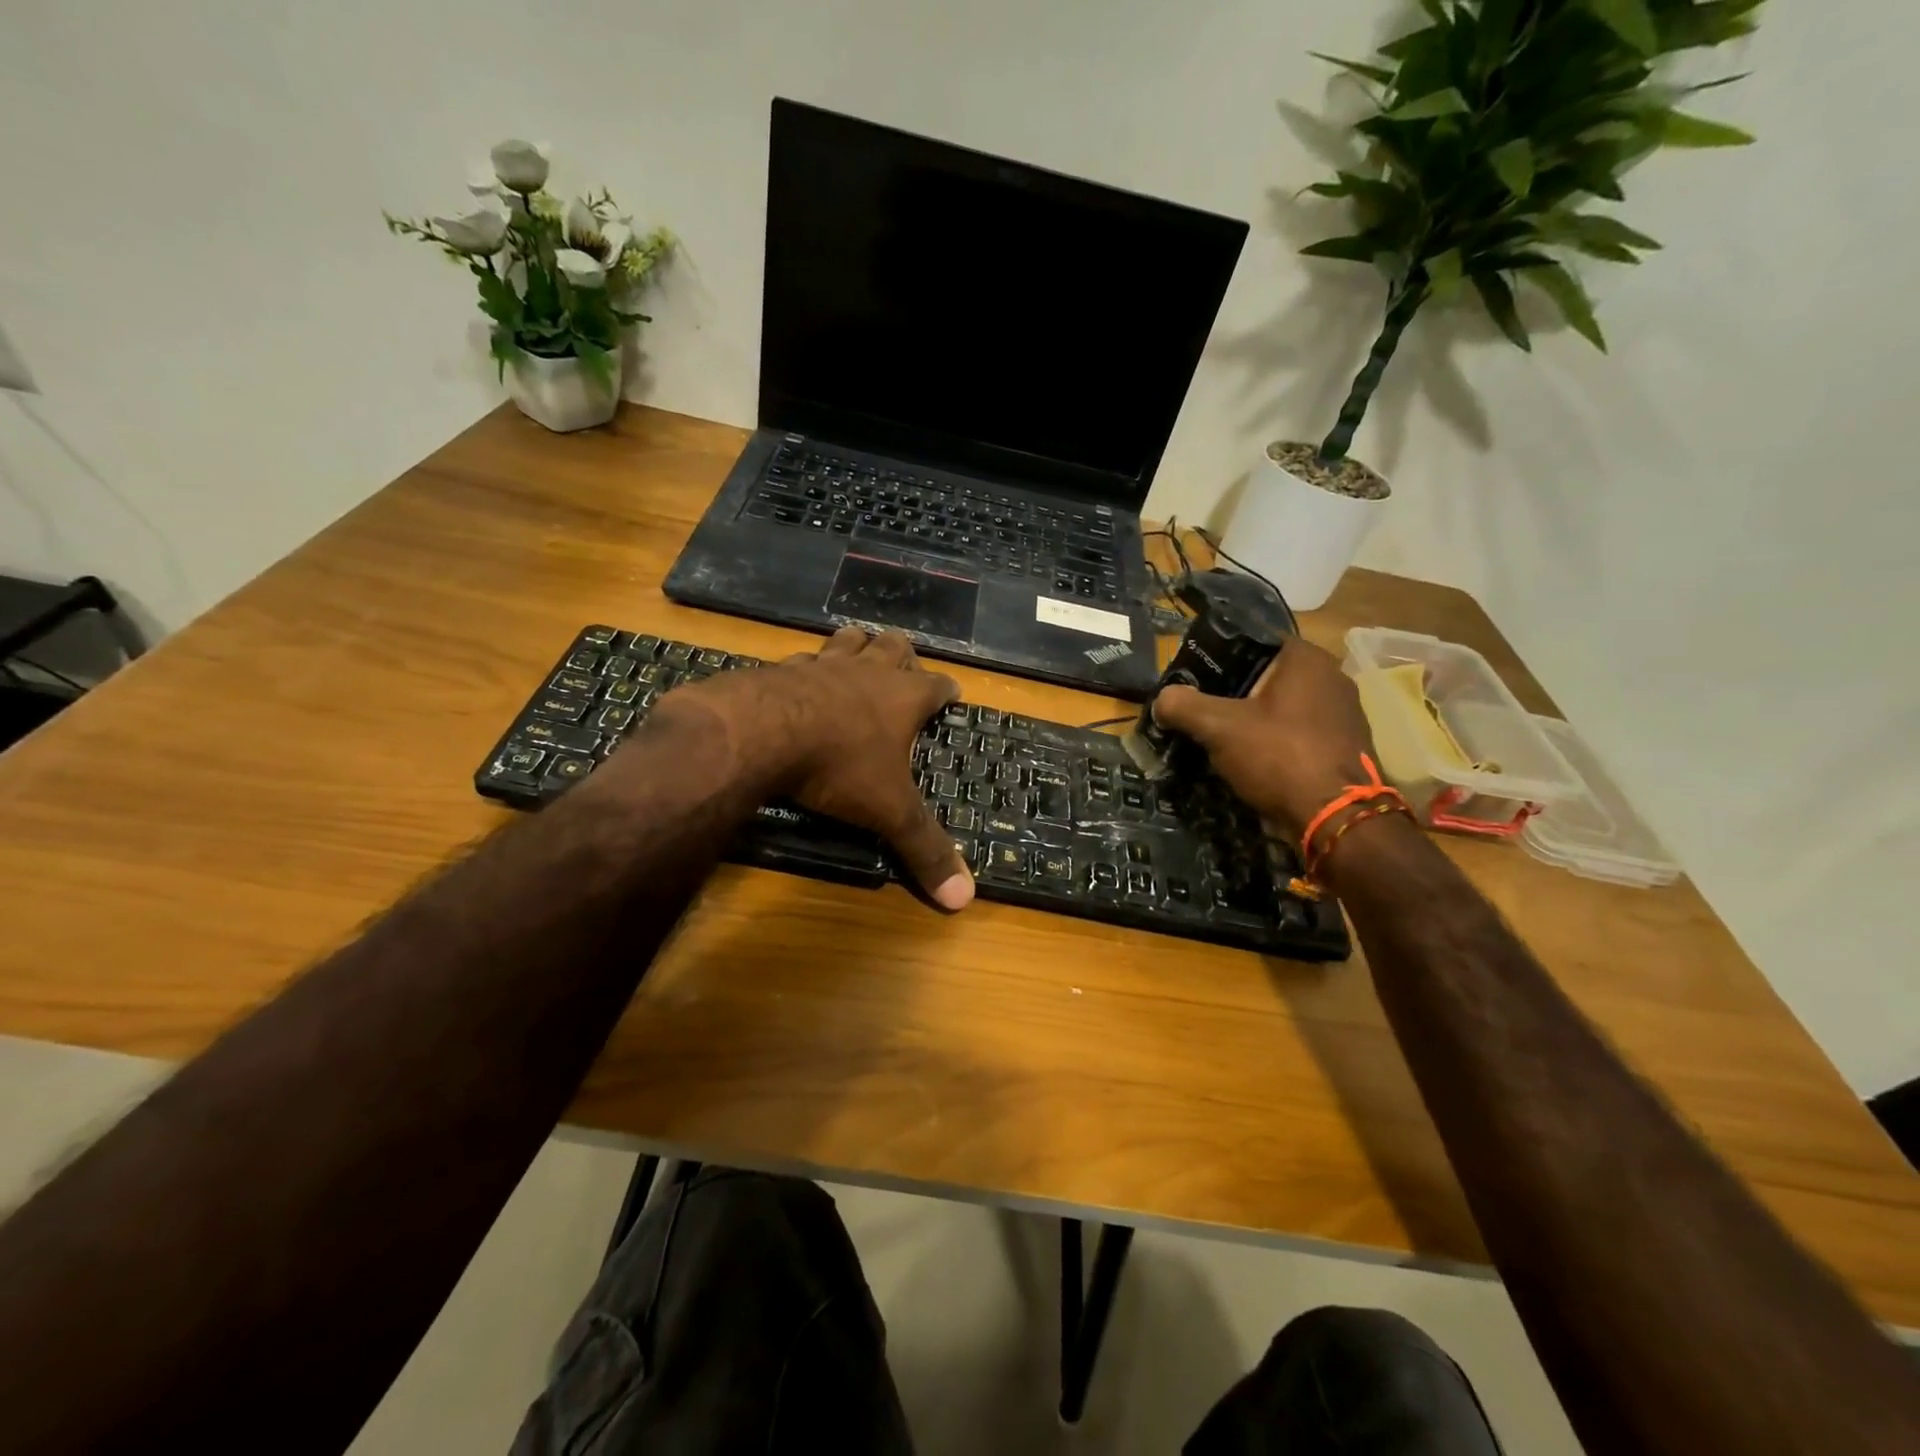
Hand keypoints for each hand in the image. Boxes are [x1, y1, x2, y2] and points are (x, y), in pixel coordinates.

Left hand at [648, 627, 973, 909]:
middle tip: (907, 671)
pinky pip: (804, 658)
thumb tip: (964, 900)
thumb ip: (924, 850)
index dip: (947, 690)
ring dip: (860, 647)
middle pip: (894, 647)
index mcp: (903, 698)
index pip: (938, 685)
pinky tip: (803, 678)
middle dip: (905, 656)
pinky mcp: (783, 667)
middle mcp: (867, 672)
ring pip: (850, 641)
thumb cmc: (838, 767)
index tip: (953, 694)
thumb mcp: (888, 812)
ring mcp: (824, 665)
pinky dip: (811, 666)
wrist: (761, 732)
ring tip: (861, 656)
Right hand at [1152, 636, 1375, 839]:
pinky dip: (1275, 744)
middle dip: (1232, 695)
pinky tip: (1253, 763)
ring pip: (1282, 709)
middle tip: (1200, 712)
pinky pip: (1298, 734)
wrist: (1336, 819)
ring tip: (1221, 740)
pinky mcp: (1345, 746)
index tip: (1192, 681)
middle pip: (1266, 678)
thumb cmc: (1279, 756)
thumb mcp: (1218, 727)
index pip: (1251, 643)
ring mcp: (1343, 713)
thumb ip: (1183, 705)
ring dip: (1254, 722)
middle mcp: (1332, 677)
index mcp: (1306, 658)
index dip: (1217, 660)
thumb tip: (1161, 700)